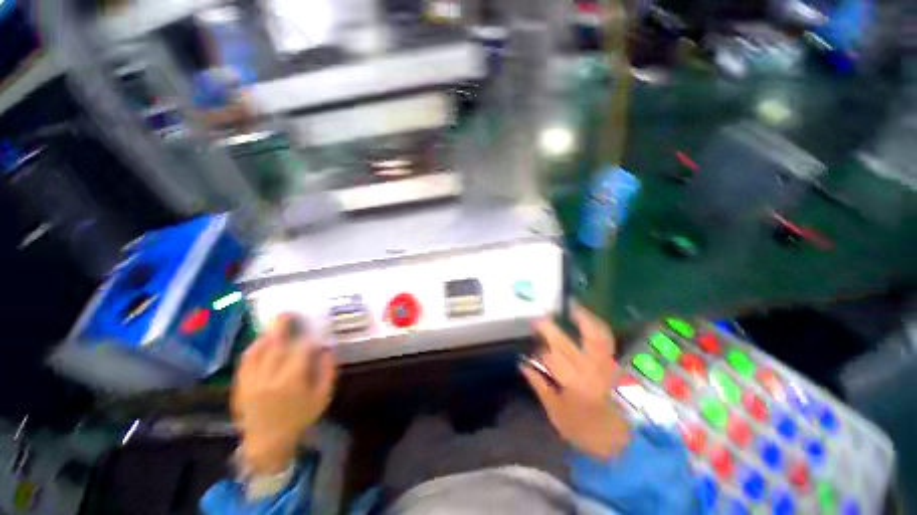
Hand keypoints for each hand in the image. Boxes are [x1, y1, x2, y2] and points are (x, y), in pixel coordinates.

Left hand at [232, 314, 336, 473]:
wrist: (267, 443)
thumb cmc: (300, 418)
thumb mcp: (323, 397)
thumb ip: (328, 370)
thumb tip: (328, 348)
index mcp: (292, 381)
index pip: (301, 350)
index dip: (308, 339)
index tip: (314, 335)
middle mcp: (269, 378)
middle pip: (276, 345)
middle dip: (282, 326)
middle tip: (288, 313)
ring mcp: (251, 381)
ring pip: (258, 350)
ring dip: (267, 335)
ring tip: (276, 325)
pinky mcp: (240, 385)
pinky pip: (245, 361)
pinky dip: (253, 348)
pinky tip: (261, 342)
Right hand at [521, 304, 630, 459]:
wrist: (623, 442)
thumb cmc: (586, 431)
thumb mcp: (557, 413)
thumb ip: (540, 386)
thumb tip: (523, 364)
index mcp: (573, 386)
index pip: (549, 360)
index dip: (537, 352)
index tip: (529, 349)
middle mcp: (589, 371)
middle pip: (565, 344)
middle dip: (549, 330)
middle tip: (538, 321)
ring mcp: (604, 364)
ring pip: (592, 335)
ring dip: (580, 318)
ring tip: (568, 306)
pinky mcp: (614, 362)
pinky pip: (605, 338)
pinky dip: (595, 325)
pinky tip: (585, 317)